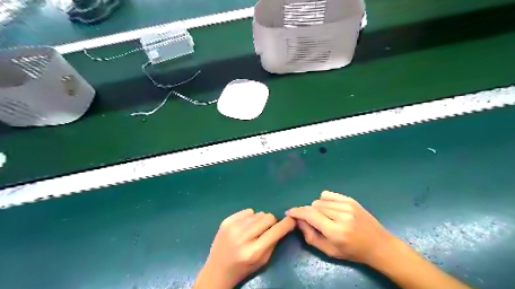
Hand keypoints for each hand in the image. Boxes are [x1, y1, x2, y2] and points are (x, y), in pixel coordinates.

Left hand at [194, 209, 298, 286]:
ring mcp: (233, 227)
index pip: (275, 231)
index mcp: (253, 251)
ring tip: (254, 230)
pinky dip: (250, 217)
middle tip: (267, 230)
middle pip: (267, 217)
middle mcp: (243, 237)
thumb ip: (273, 242)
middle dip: (272, 222)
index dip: (286, 224)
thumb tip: (283, 224)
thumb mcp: (262, 261)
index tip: (292, 220)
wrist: (217, 270)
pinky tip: (245, 227)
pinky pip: (247, 211)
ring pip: (258, 213)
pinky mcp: (226, 221)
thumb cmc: (243, 268)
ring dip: (260, 220)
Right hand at [286, 191, 395, 264]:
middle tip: (311, 222)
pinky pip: (328, 194)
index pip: (310, 215)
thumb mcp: (329, 251)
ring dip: (316, 208)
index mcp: (336, 231)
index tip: (289, 213)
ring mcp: (347, 205)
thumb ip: (310, 236)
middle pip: (313, 207)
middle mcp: (341, 215)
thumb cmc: (353, 252)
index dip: (297, 212)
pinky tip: (328, 209)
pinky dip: (323, 200)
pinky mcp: (350, 200)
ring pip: (319, 200)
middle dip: (308, 213)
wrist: (378, 245)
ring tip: (323, 217)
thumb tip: (298, 221)